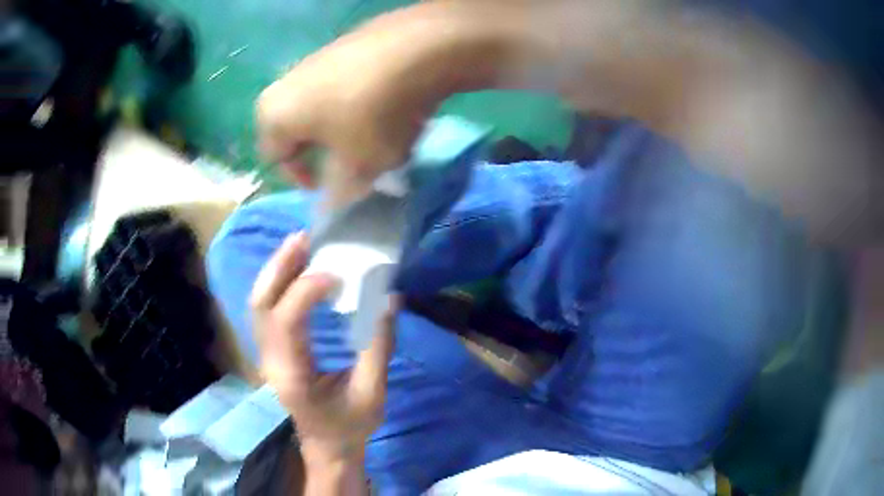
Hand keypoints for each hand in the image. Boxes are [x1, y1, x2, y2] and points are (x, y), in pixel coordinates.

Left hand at [250, 232, 395, 462]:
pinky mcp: (273, 351)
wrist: (327, 446)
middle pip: (260, 306)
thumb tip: (389, 299)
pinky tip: (298, 268)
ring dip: (277, 270)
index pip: (286, 324)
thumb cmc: (351, 426)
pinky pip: (268, 310)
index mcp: (293, 377)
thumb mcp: (372, 393)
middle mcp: (272, 362)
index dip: (305, 291)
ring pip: (259, 305)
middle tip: (304, 239)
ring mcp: (268, 356)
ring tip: (301, 244)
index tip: (335, 274)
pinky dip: (279, 283)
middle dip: (279, 268)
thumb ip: (378, 347)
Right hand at [255, 10, 441, 187]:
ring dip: (341, 127)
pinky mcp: (344, 45)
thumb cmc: (373, 115)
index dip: (300, 178)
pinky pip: (341, 85)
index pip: (274, 158)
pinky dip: (356, 102)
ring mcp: (314, 59)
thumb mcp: (358, 166)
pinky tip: (386, 106)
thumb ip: (339, 192)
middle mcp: (285, 84)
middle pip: (297, 130)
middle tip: (351, 162)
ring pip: (321, 107)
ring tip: (374, 136)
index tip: (328, 186)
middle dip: (322, 151)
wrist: (417, 49)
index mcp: (274, 115)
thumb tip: (333, 204)